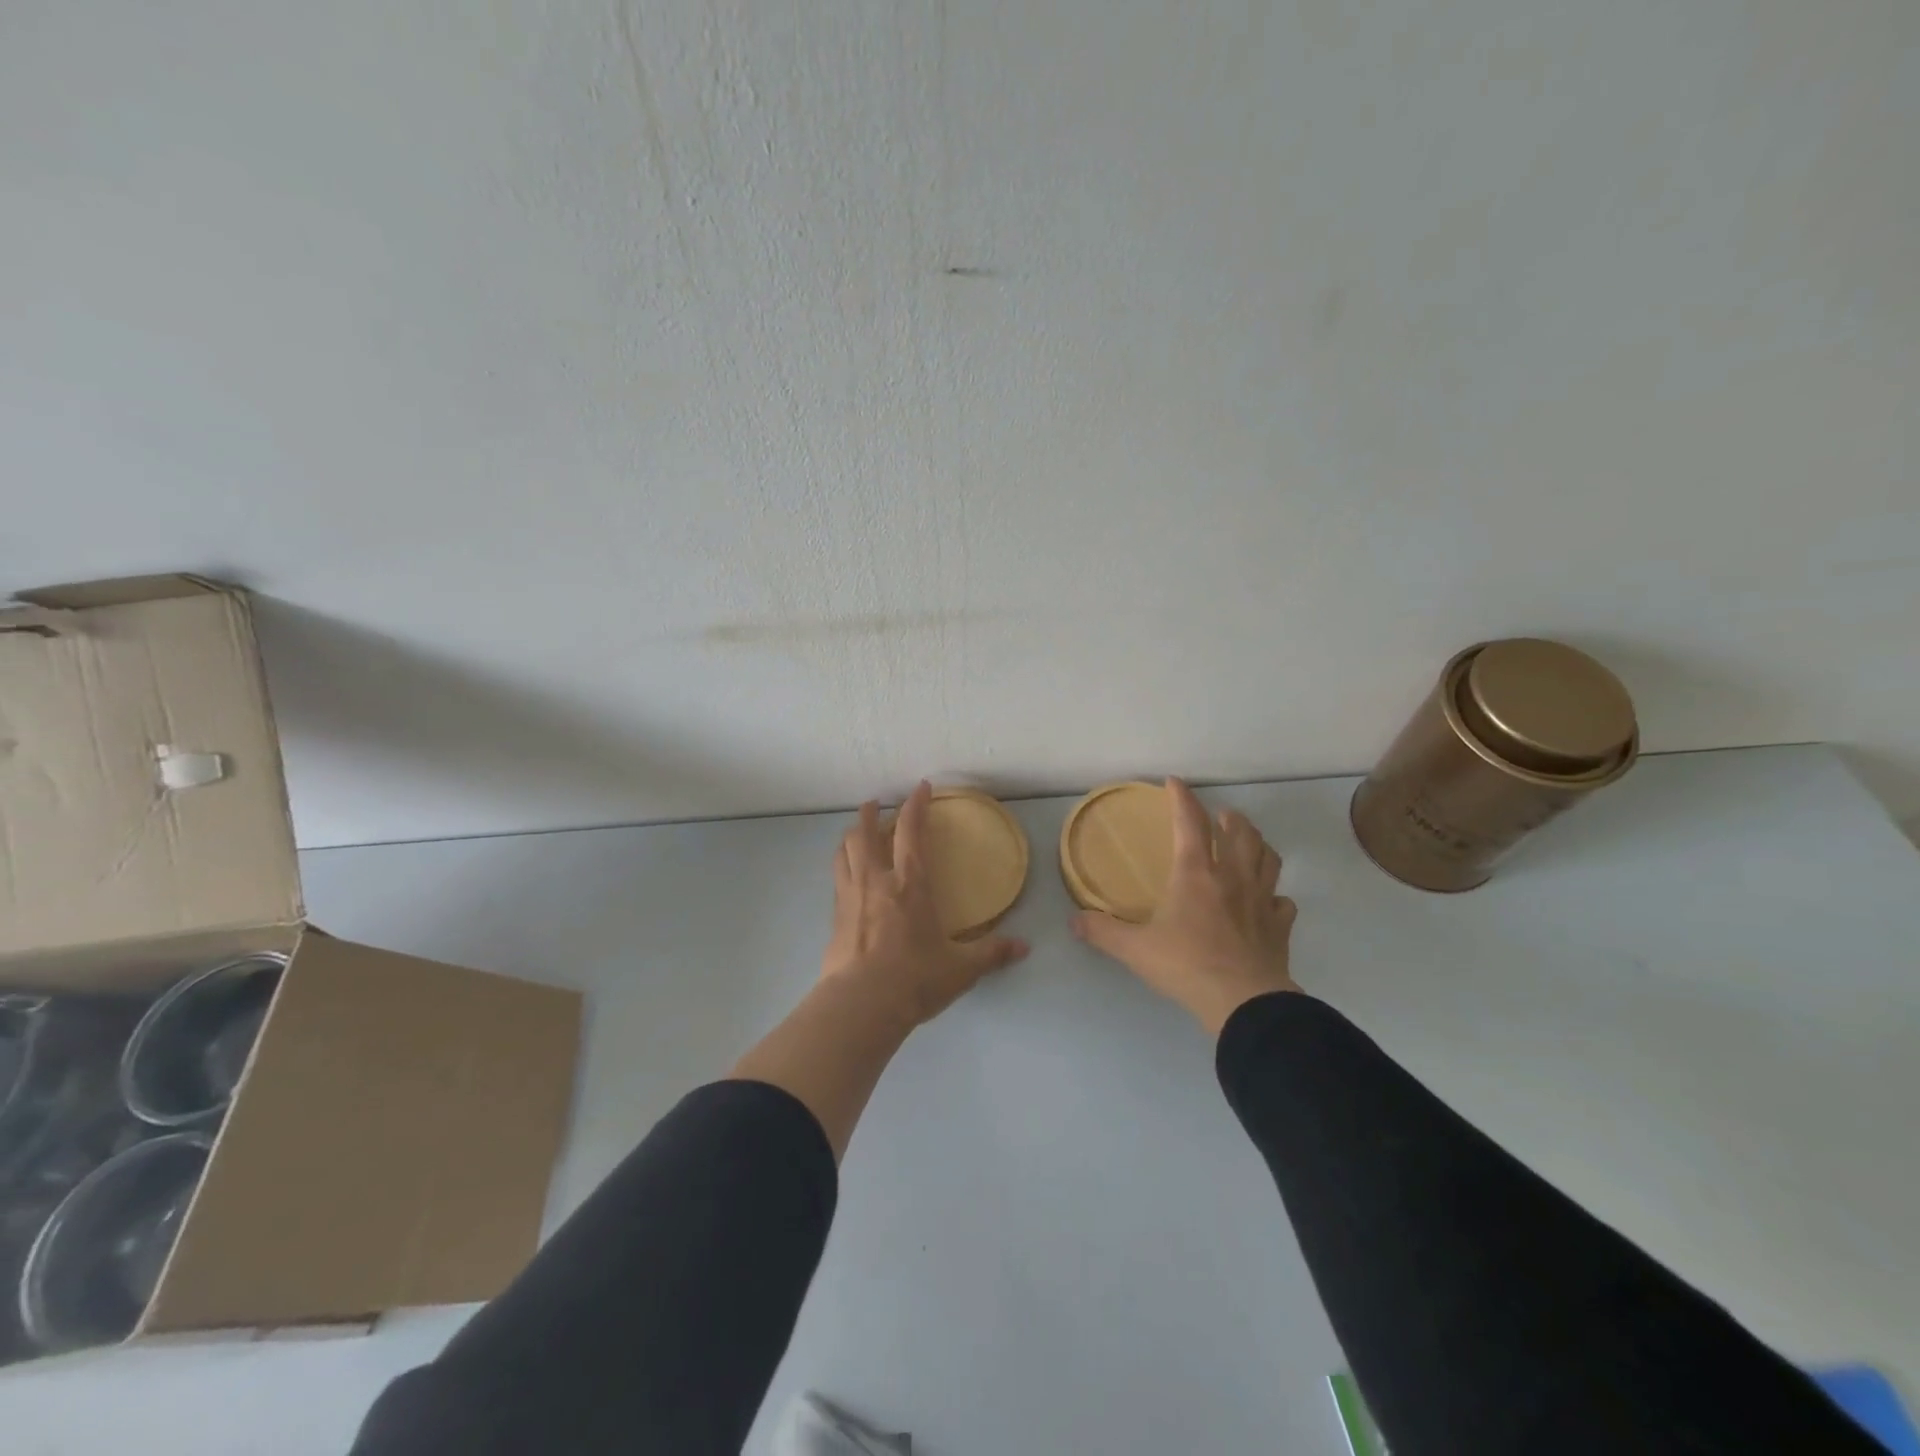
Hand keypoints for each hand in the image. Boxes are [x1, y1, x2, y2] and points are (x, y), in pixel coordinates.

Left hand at [822, 781, 1029, 1027]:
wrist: (861, 1004)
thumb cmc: (914, 978)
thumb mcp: (961, 968)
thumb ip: (992, 953)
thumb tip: (1025, 948)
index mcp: (910, 882)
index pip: (910, 830)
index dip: (915, 805)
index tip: (921, 788)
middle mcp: (876, 880)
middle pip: (865, 832)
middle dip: (870, 812)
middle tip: (876, 803)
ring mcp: (850, 896)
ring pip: (844, 851)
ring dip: (850, 835)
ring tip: (855, 832)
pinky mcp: (834, 917)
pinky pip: (836, 878)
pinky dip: (842, 866)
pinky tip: (847, 875)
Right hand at [1071, 778, 1299, 1033]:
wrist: (1244, 1002)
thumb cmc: (1186, 965)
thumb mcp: (1135, 949)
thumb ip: (1103, 932)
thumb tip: (1074, 921)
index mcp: (1195, 873)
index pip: (1189, 822)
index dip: (1182, 797)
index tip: (1175, 782)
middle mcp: (1232, 877)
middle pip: (1239, 832)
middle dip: (1229, 817)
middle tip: (1220, 815)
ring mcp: (1261, 900)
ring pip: (1267, 857)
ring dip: (1257, 843)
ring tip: (1248, 842)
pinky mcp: (1280, 926)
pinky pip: (1283, 901)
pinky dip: (1276, 894)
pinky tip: (1268, 900)